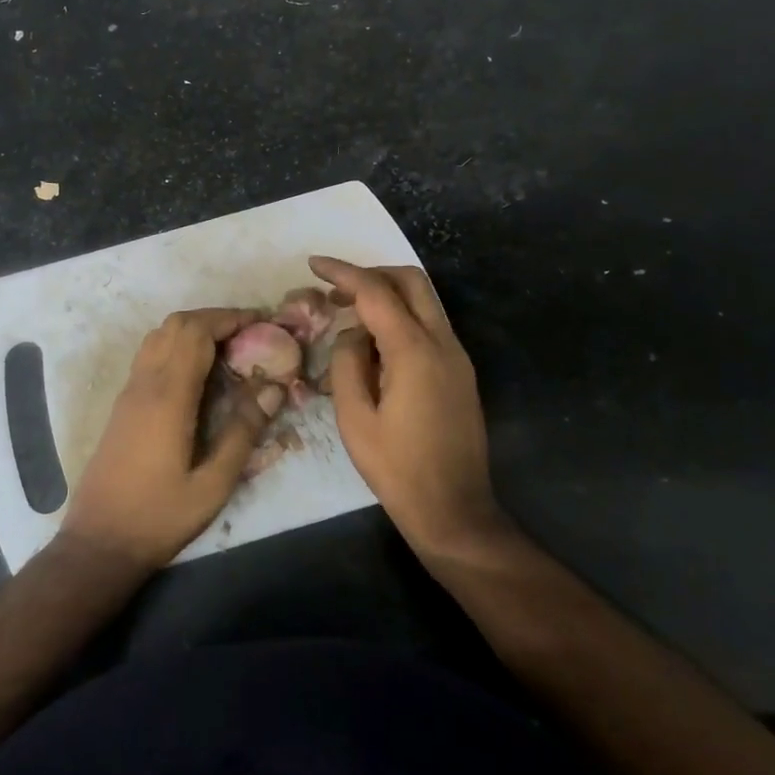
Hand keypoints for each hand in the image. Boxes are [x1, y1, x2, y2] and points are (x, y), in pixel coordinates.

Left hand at [59, 308, 285, 572]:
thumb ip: (243, 432)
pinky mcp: (123, 404)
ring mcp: (129, 391)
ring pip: (159, 335)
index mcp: (168, 396)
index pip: (197, 332)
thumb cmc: (159, 517)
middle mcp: (145, 383)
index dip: (230, 318)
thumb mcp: (213, 484)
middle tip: (250, 334)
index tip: (262, 322)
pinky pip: (150, 354)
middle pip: (176, 324)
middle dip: (215, 318)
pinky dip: (177, 345)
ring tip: (228, 349)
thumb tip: (273, 387)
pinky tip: (198, 373)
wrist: (99, 541)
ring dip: (194, 329)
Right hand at [311, 257, 503, 558]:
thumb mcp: (354, 418)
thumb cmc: (397, 469)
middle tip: (335, 290)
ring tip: (349, 317)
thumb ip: (347, 363)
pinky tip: (374, 345)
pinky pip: (428, 326)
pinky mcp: (460, 372)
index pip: (376, 292)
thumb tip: (353, 334)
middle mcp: (443, 343)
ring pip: (423, 301)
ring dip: (387, 295)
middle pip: (410, 281)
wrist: (455, 510)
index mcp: (414, 352)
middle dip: (371, 274)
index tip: (314, 264)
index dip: (343, 272)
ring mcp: (457, 356)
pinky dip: (400, 318)